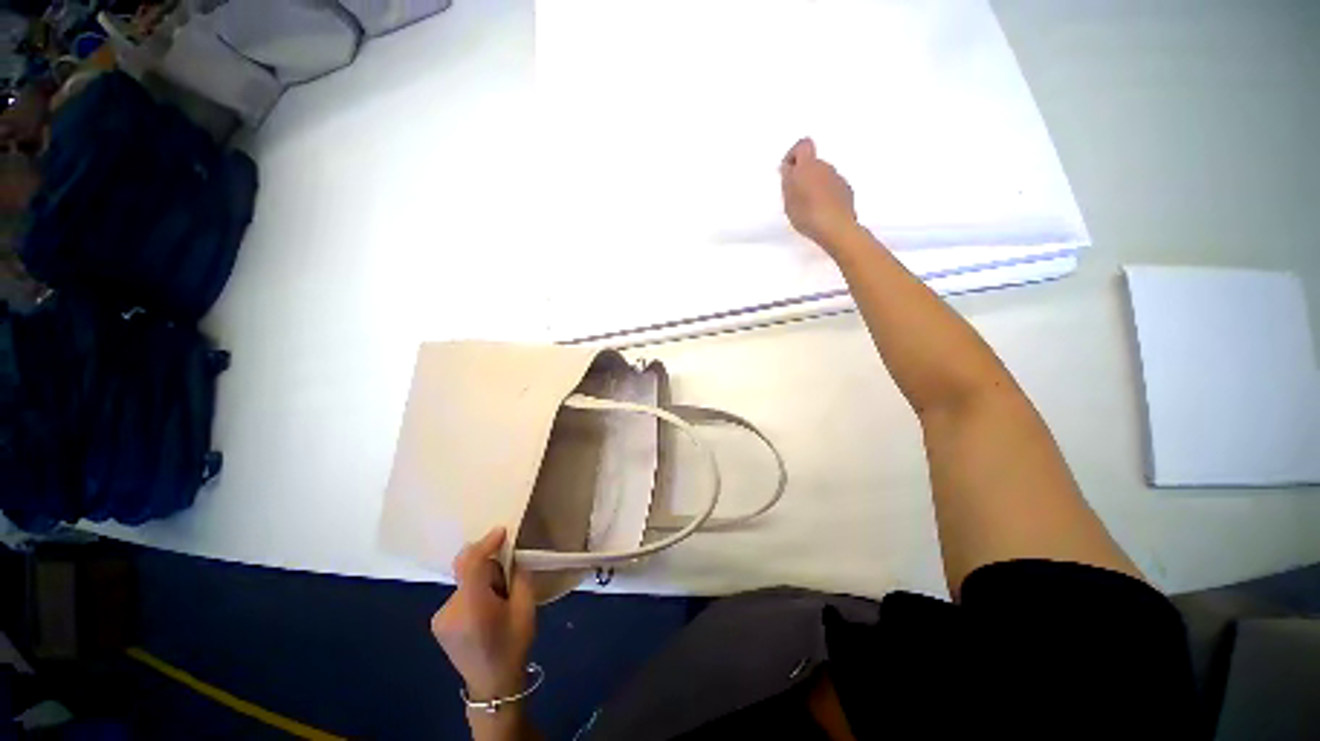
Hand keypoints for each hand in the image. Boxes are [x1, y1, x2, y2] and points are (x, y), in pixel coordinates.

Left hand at [432, 528, 536, 700]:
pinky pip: (460, 595)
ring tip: (496, 603)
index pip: (472, 564)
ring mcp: (440, 617)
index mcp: (472, 607)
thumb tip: (511, 557)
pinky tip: (483, 613)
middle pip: (469, 572)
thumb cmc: (513, 645)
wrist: (492, 686)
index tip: (502, 531)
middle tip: (506, 585)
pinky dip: (473, 594)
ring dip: (481, 583)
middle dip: (489, 570)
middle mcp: (449, 609)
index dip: (485, 544)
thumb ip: (518, 577)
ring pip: (465, 583)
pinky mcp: (438, 623)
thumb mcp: (526, 608)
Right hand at [779, 137, 859, 254]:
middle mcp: (826, 167)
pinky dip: (825, 196)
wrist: (836, 228)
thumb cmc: (807, 213)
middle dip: (803, 175)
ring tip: (807, 208)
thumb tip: (788, 167)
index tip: (787, 171)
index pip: (802, 145)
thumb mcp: (788, 199)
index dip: (793, 155)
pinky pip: (832, 188)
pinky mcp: (847, 192)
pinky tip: (820, 213)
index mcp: (809, 165)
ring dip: (814, 186)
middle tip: (794, 195)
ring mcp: (839, 179)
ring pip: (823, 176)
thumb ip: (787, 180)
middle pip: (813, 163)